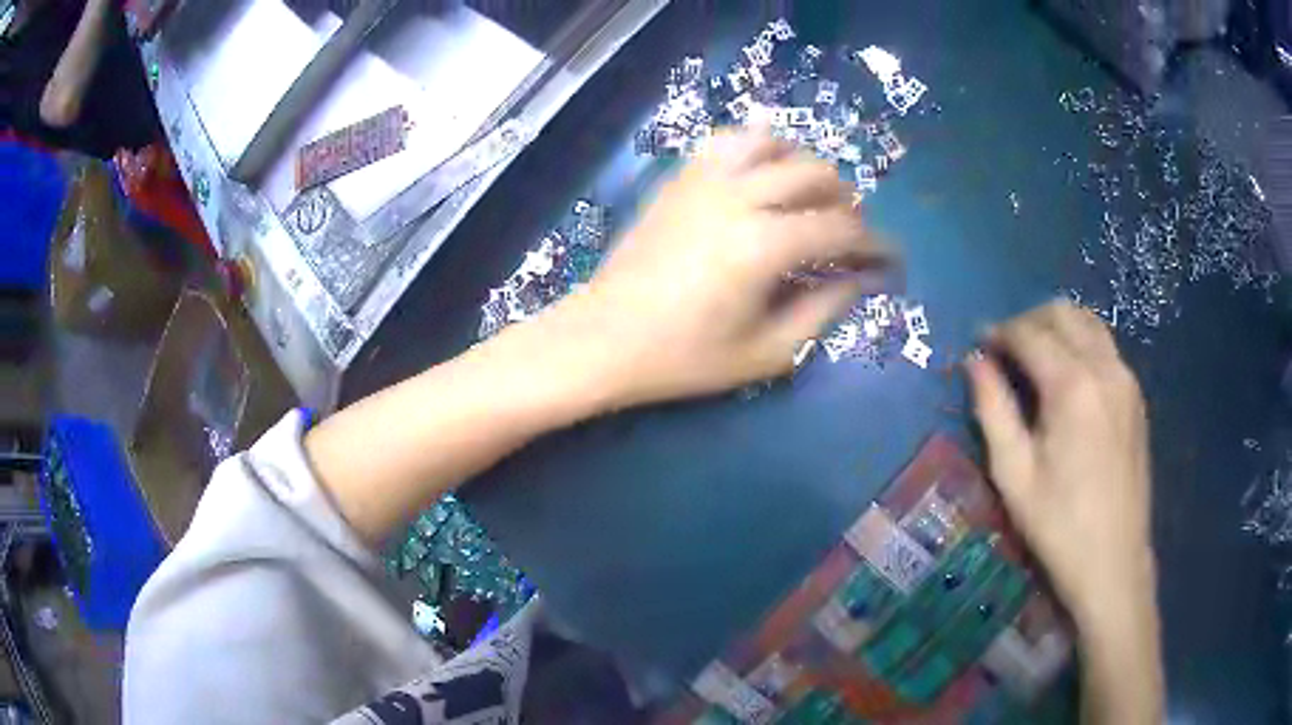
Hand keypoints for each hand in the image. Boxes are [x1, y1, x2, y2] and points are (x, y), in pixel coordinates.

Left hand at [549, 129, 890, 407]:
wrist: (603, 337)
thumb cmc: (683, 357)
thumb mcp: (765, 352)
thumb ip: (822, 311)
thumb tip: (859, 280)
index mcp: (764, 244)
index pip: (842, 230)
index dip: (877, 245)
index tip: (891, 260)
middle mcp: (740, 196)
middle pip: (815, 175)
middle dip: (847, 203)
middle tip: (850, 237)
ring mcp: (704, 180)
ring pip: (773, 143)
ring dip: (804, 165)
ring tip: (811, 197)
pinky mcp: (680, 178)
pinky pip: (728, 142)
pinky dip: (758, 149)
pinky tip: (762, 177)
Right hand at [965, 301, 1153, 628]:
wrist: (1113, 562)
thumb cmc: (1058, 525)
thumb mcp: (1013, 474)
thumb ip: (992, 409)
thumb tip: (975, 363)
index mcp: (1072, 385)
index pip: (1030, 333)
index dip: (999, 333)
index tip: (979, 346)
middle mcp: (1105, 368)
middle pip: (1063, 313)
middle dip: (1029, 321)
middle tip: (1005, 351)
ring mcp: (1126, 380)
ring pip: (1089, 324)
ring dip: (1058, 328)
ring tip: (1035, 360)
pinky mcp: (1136, 397)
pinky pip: (1106, 348)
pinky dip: (1081, 346)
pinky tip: (1067, 382)